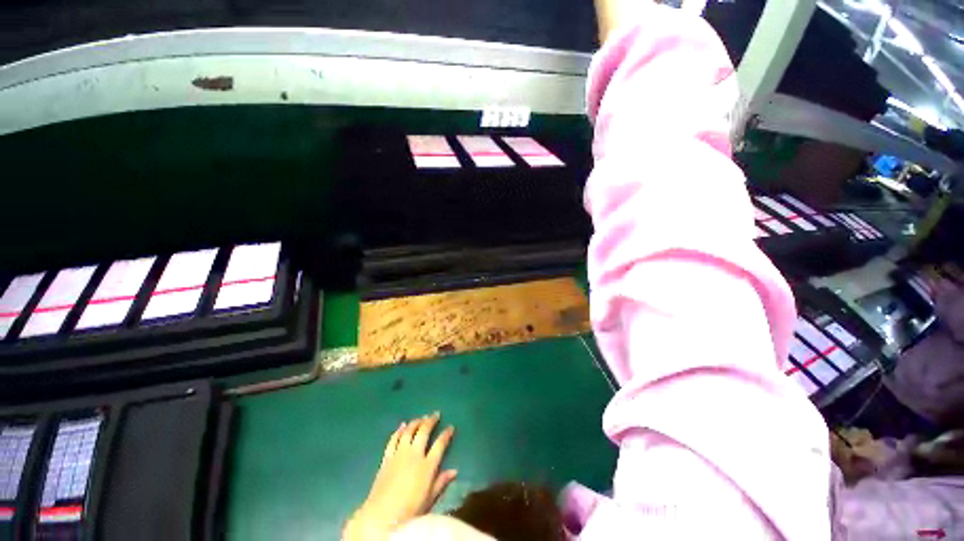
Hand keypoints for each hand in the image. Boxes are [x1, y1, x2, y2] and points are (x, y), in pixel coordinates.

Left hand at [344, 413, 456, 539]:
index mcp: (427, 465)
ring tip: (421, 418)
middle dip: (431, 421)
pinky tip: (402, 425)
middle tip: (436, 414)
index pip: (440, 444)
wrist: (381, 517)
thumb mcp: (430, 499)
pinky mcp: (387, 458)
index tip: (450, 427)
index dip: (446, 434)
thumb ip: (441, 483)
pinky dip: (399, 430)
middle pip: (424, 431)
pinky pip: (393, 439)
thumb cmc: (410, 511)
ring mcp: (399, 454)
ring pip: (409, 431)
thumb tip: (454, 471)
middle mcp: (414, 455)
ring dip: (416, 422)